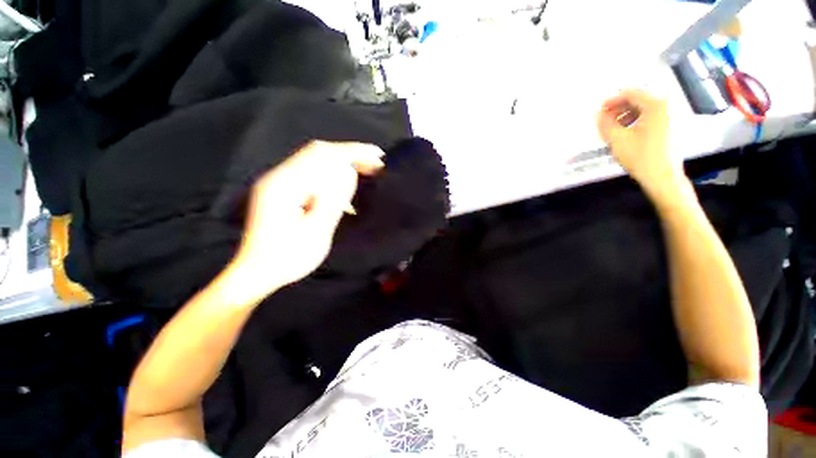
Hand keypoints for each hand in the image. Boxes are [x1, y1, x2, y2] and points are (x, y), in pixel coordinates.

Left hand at [228, 141, 383, 300]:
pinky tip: (347, 190)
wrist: (257, 273)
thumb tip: (349, 171)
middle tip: (376, 163)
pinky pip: (314, 175)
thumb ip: (332, 199)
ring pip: (317, 162)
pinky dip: (334, 177)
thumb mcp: (315, 232)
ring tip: (367, 171)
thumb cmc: (287, 258)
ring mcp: (281, 183)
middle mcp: (280, 177)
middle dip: (350, 154)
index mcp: (284, 185)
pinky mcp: (285, 192)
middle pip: (318, 153)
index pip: (321, 155)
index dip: (351, 152)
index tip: (377, 156)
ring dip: (344, 164)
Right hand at [597, 89, 684, 196]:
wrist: (664, 177)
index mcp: (655, 104)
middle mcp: (666, 106)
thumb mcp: (617, 140)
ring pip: (644, 109)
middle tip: (604, 120)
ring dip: (626, 116)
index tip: (599, 110)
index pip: (630, 93)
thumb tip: (598, 114)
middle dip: (619, 109)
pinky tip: (627, 133)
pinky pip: (651, 117)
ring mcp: (672, 116)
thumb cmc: (640, 157)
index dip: (612, 100)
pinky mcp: (672, 127)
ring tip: (614, 129)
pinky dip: (636, 121)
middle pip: (638, 100)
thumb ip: (605, 124)